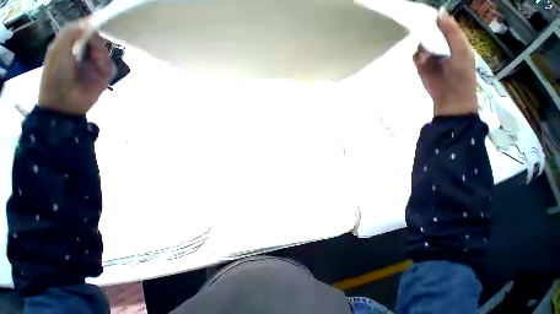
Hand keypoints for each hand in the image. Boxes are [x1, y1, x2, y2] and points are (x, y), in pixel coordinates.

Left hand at [39, 22, 112, 115]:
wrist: (64, 103)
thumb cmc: (56, 76)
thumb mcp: (58, 51)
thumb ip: (70, 34)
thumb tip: (90, 23)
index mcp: (70, 44)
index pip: (85, 30)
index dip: (92, 27)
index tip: (99, 27)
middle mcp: (82, 52)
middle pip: (99, 41)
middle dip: (98, 46)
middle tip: (94, 53)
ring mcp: (93, 65)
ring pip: (107, 54)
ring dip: (103, 59)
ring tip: (97, 67)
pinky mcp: (103, 77)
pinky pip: (112, 68)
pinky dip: (108, 69)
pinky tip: (102, 75)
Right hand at [413, 9, 476, 116]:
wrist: (450, 96)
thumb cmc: (461, 73)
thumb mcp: (460, 50)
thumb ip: (451, 32)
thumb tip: (440, 12)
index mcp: (456, 40)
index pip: (446, 24)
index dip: (439, 17)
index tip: (429, 11)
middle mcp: (442, 45)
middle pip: (431, 32)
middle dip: (425, 27)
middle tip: (417, 20)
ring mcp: (431, 56)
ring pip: (422, 43)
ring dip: (420, 41)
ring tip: (419, 39)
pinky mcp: (421, 66)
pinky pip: (415, 56)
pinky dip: (416, 54)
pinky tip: (419, 56)